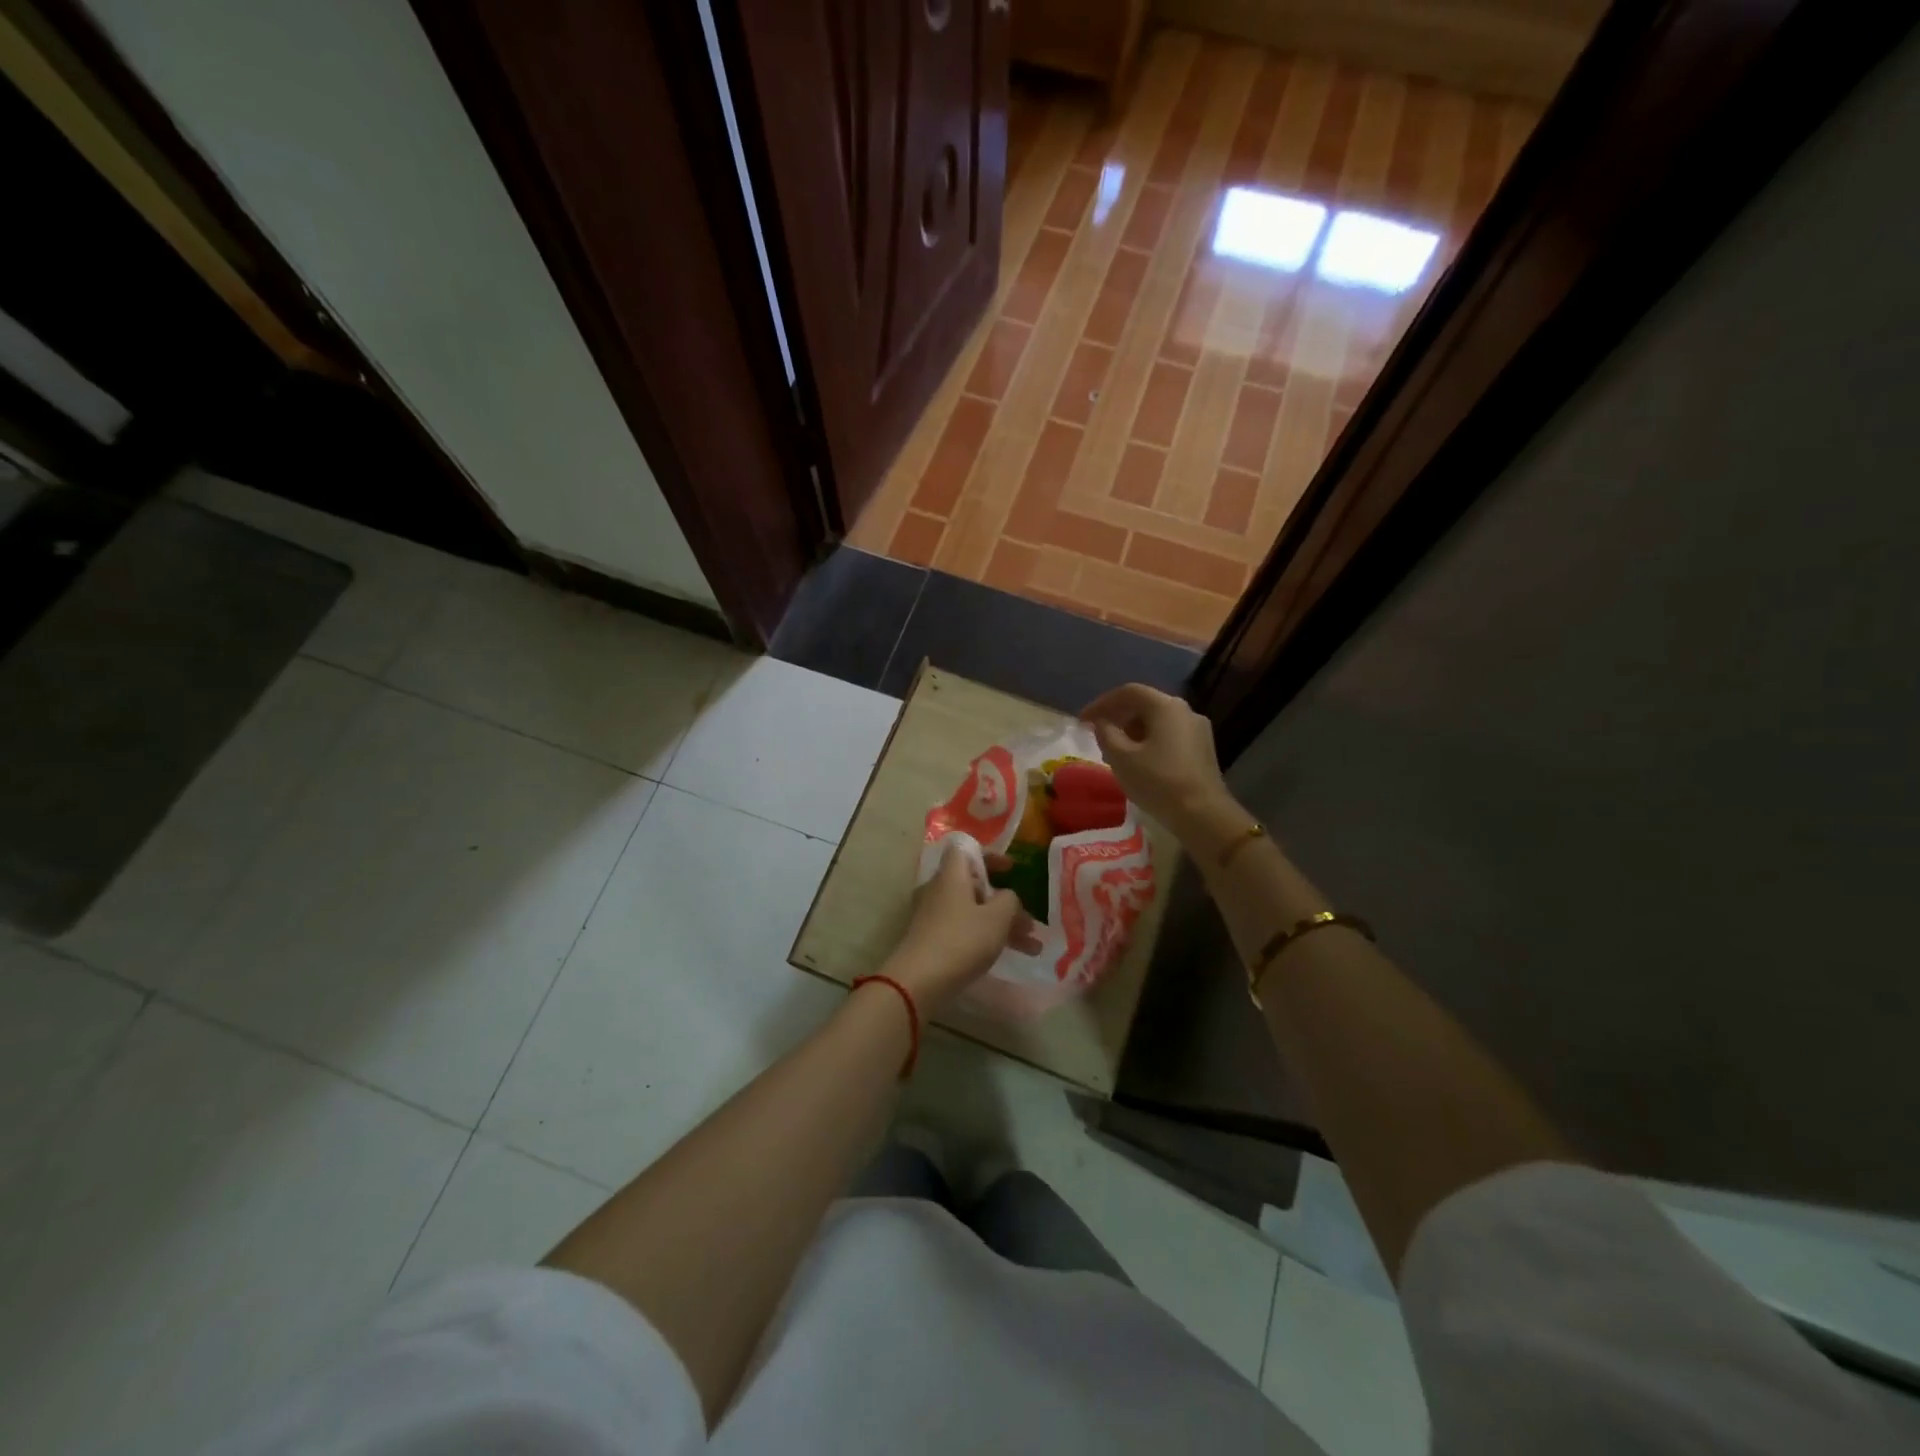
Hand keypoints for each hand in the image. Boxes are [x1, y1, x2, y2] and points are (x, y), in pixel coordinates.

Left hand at [886, 843, 1030, 1010]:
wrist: (919, 981)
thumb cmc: (962, 940)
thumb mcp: (997, 917)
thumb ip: (1010, 900)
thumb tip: (1007, 897)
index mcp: (951, 874)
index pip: (967, 850)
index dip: (991, 856)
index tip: (1011, 870)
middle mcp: (938, 889)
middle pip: (975, 886)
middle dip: (1005, 903)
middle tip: (1029, 923)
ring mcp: (932, 915)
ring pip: (973, 912)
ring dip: (1002, 926)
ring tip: (1031, 949)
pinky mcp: (930, 939)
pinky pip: (963, 930)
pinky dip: (985, 938)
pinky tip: (1008, 956)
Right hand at [1080, 684, 1237, 846]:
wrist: (1202, 814)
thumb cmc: (1157, 781)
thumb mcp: (1121, 758)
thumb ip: (1106, 733)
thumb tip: (1101, 722)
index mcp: (1165, 706)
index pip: (1128, 692)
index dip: (1101, 703)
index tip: (1082, 720)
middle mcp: (1185, 710)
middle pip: (1145, 704)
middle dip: (1117, 716)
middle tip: (1097, 734)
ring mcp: (1197, 729)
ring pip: (1157, 721)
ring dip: (1133, 730)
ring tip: (1115, 750)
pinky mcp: (1202, 748)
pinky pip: (1169, 735)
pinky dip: (1149, 740)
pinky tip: (1138, 760)